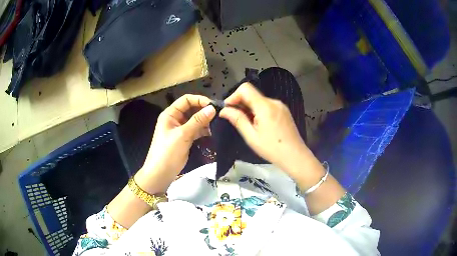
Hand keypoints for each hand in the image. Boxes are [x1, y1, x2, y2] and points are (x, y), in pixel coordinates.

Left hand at [136, 94, 215, 192]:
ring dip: (205, 121)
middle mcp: (175, 119)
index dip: (199, 100)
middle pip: (191, 109)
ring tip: (217, 124)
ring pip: (195, 120)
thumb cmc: (168, 152)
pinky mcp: (185, 139)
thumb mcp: (183, 135)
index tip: (213, 105)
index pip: (186, 100)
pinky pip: (196, 130)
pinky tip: (212, 133)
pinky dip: (203, 130)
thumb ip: (198, 121)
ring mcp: (180, 129)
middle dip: (204, 111)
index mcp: (170, 114)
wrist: (160, 173)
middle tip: (218, 115)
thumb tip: (212, 108)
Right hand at [219, 83, 314, 173]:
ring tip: (248, 125)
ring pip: (259, 100)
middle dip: (240, 104)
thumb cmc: (272, 149)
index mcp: (265, 106)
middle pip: (252, 94)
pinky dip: (259, 111)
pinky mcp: (284, 111)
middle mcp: (274, 101)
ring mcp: (280, 105)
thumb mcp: (251, 136)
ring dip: (249, 108)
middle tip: (235, 119)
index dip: (233, 96)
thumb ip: (238, 120)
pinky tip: (259, 125)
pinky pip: (267, 105)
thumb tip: (223, 110)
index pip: (245, 88)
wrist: (295, 156)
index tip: (228, 110)